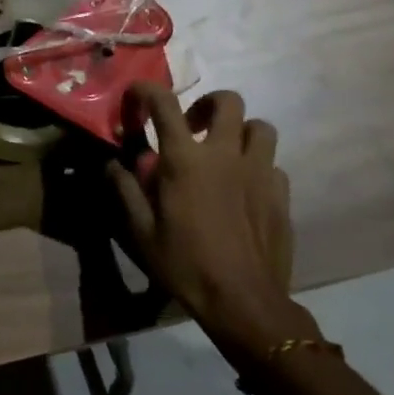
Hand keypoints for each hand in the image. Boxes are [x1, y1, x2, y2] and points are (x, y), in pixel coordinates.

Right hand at [108, 82, 319, 363]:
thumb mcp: (141, 231)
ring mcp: (259, 173)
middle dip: (207, 104)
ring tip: (224, 153)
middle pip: (228, 101)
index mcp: (186, 159)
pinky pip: (273, 165)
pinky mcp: (281, 195)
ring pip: (260, 128)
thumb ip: (125, 190)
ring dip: (240, 132)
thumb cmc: (185, 264)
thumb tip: (112, 163)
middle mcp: (226, 154)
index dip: (146, 91)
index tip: (136, 96)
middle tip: (192, 126)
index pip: (164, 103)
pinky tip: (244, 189)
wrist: (244, 303)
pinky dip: (257, 167)